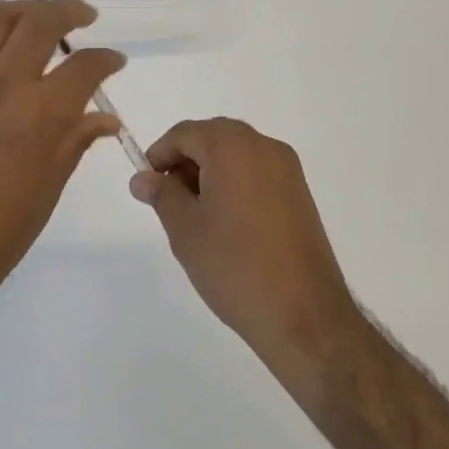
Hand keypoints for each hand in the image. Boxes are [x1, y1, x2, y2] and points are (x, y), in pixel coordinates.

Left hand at [0, 0, 126, 321]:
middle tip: (84, 16)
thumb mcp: (46, 193)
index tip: (114, 61)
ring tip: (39, 11)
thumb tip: (105, 117)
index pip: (83, 68)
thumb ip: (73, 143)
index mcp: (39, 117)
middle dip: (69, 12)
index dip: (106, 59)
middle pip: (40, 25)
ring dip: (23, 8)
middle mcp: (1, 86)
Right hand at [131, 119, 358, 379]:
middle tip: (168, 198)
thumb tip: (143, 178)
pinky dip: (235, 181)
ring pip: (236, 153)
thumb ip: (161, 194)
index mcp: (232, 147)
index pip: (185, 133)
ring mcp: (287, 169)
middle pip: (213, 137)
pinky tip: (226, 220)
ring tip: (195, 213)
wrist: (304, 315)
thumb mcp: (185, 229)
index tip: (146, 185)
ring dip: (210, 170)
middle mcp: (263, 147)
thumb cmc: (234, 265)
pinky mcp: (300, 193)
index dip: (160, 154)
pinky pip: (257, 171)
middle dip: (185, 160)